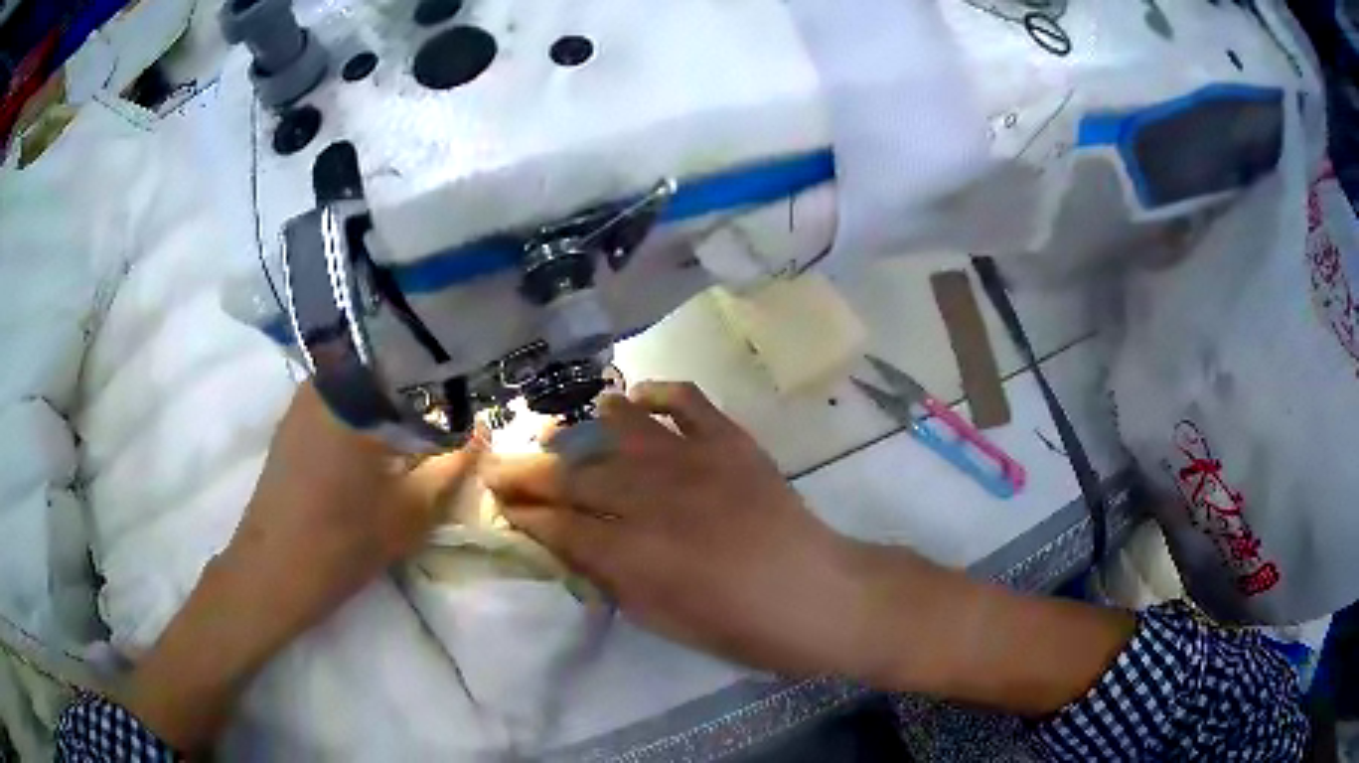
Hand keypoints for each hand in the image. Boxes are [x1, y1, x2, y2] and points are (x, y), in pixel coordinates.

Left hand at [121, 382, 479, 750]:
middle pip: (389, 364)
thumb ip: (452, 465)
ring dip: (396, 398)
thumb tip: (483, 429)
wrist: (272, 572)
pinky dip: (369, 410)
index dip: (453, 372)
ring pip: (365, 381)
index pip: (418, 359)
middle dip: (426, 384)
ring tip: (428, 422)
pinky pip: (343, 398)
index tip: (479, 387)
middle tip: (458, 408)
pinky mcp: (294, 420)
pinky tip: (385, 438)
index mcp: (356, 391)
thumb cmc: (343, 542)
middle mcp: (327, 378)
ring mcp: (305, 397)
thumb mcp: (411, 511)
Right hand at [482, 382, 874, 678]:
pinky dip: (657, 393)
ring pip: (620, 431)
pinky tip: (636, 397)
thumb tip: (573, 545)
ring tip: (560, 429)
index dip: (525, 513)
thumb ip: (610, 577)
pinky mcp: (729, 441)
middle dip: (531, 473)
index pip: (559, 525)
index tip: (502, 503)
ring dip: (584, 429)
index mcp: (632, 552)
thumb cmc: (739, 626)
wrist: (816, 595)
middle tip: (503, 465)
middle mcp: (652, 497)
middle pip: (576, 477)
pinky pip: (686, 401)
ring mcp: (693, 461)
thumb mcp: (660, 619)